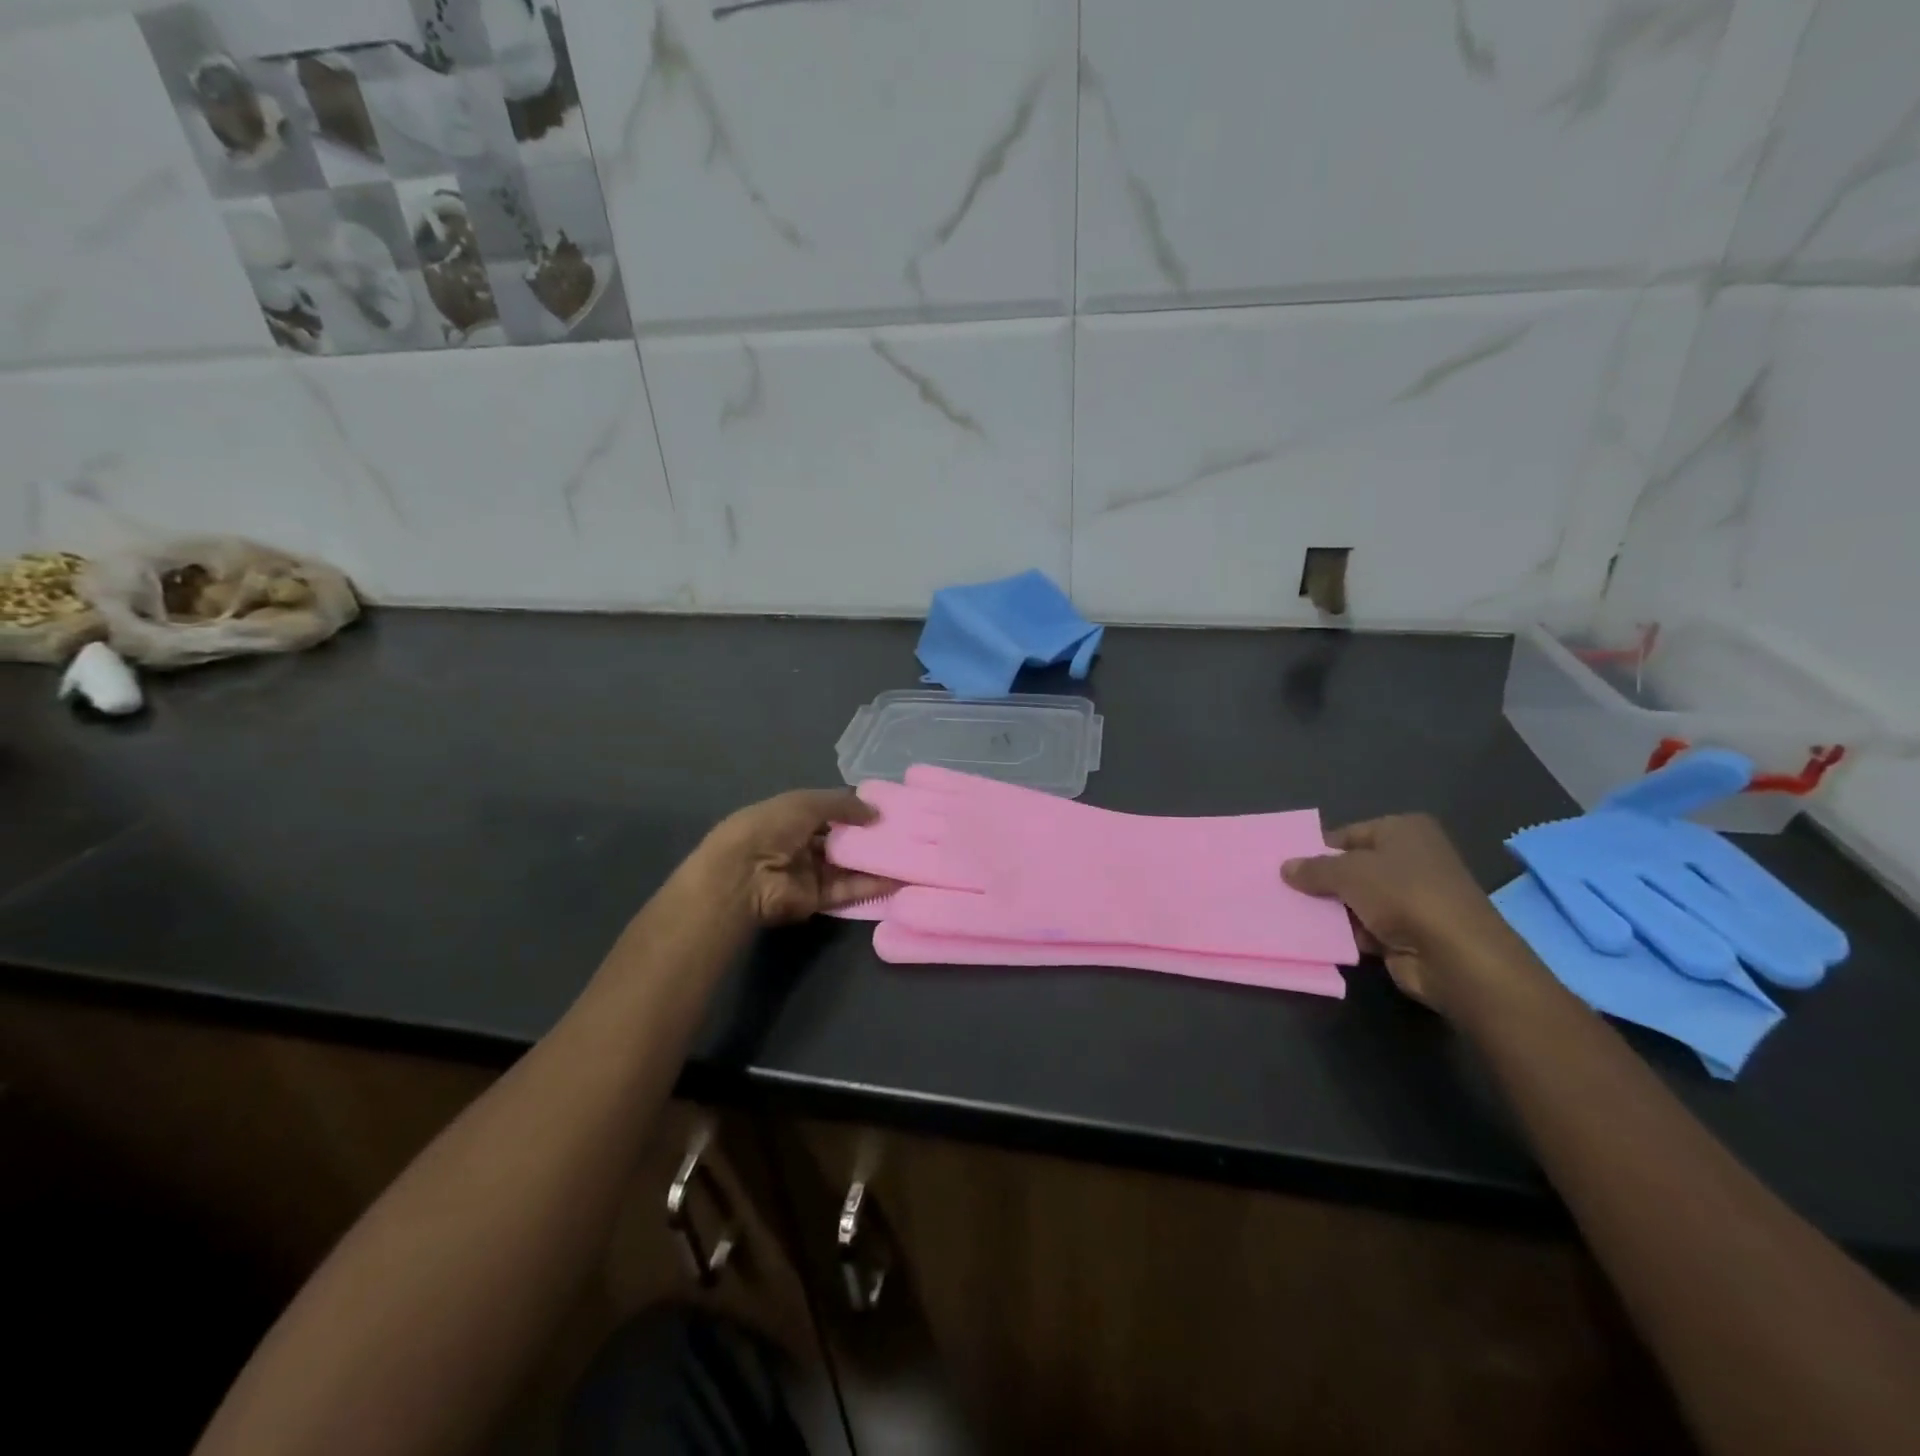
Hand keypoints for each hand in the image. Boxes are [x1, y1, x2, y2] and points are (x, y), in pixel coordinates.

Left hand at [701, 790, 898, 926]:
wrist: (744, 876)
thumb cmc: (771, 828)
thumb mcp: (807, 803)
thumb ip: (844, 805)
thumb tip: (877, 812)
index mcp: (791, 816)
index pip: (829, 811)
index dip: (854, 809)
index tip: (886, 808)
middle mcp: (800, 844)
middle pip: (841, 840)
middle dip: (869, 836)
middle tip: (904, 831)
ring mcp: (808, 873)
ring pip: (848, 867)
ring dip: (875, 861)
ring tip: (909, 854)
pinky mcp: (816, 899)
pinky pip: (848, 890)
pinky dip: (871, 885)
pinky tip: (897, 878)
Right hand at [1281, 814, 1532, 1013]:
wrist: (1455, 956)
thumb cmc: (1403, 895)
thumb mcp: (1347, 872)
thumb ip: (1313, 868)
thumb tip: (1285, 867)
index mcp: (1404, 830)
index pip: (1348, 835)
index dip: (1318, 849)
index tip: (1287, 866)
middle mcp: (1412, 858)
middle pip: (1352, 867)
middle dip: (1322, 881)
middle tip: (1283, 889)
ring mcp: (1413, 897)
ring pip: (1357, 899)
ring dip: (1332, 910)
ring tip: (1293, 913)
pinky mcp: (1411, 932)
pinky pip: (1367, 926)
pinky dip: (1348, 932)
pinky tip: (1320, 937)